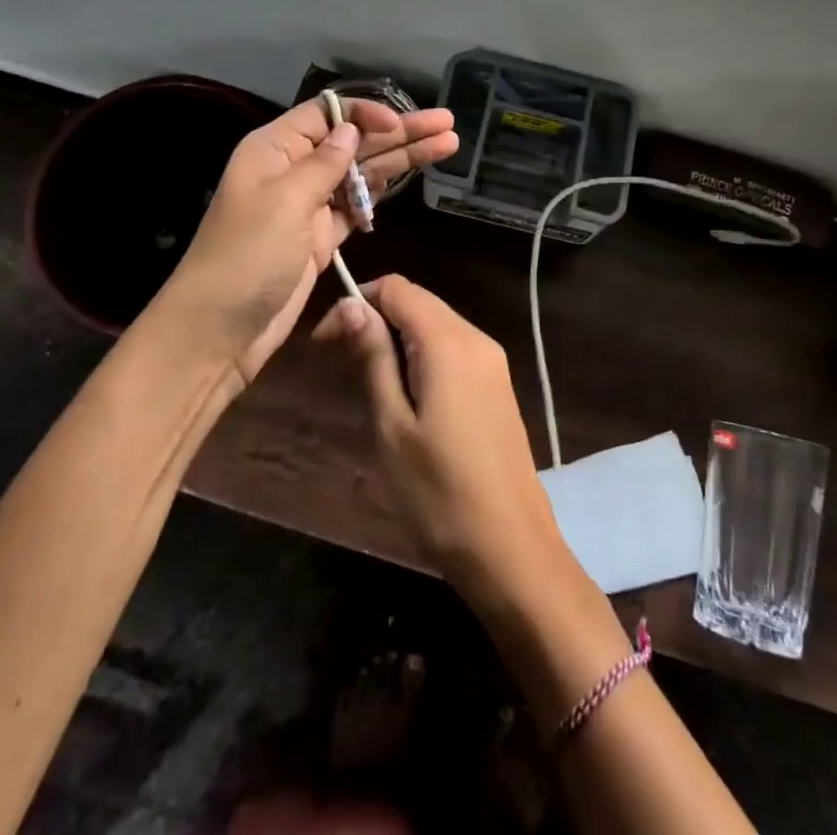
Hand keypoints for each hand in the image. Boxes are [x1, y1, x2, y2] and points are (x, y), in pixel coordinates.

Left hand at [159, 100, 456, 391]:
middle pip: (353, 142)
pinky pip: (357, 204)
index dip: (366, 113)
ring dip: (401, 159)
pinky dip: (382, 191)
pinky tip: (411, 175)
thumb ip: (324, 164)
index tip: (400, 123)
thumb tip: (352, 129)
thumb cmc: (246, 257)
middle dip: (399, 132)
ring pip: (362, 172)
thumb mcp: (285, 202)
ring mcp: (308, 205)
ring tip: (447, 144)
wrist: (219, 330)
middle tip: (447, 124)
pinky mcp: (320, 237)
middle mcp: (293, 170)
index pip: (327, 115)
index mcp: (274, 149)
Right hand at [313, 276, 567, 602]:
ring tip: (370, 387)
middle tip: (340, 365)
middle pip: (418, 303)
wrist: (512, 549)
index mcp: (449, 342)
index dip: (356, 302)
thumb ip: (373, 358)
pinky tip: (407, 398)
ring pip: (435, 326)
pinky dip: (422, 357)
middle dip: (374, 320)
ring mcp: (493, 362)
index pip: (397, 288)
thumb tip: (351, 305)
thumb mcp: (392, 426)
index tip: (324, 343)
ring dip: (397, 340)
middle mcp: (476, 339)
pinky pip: (453, 350)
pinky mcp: (498, 385)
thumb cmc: (439, 493)